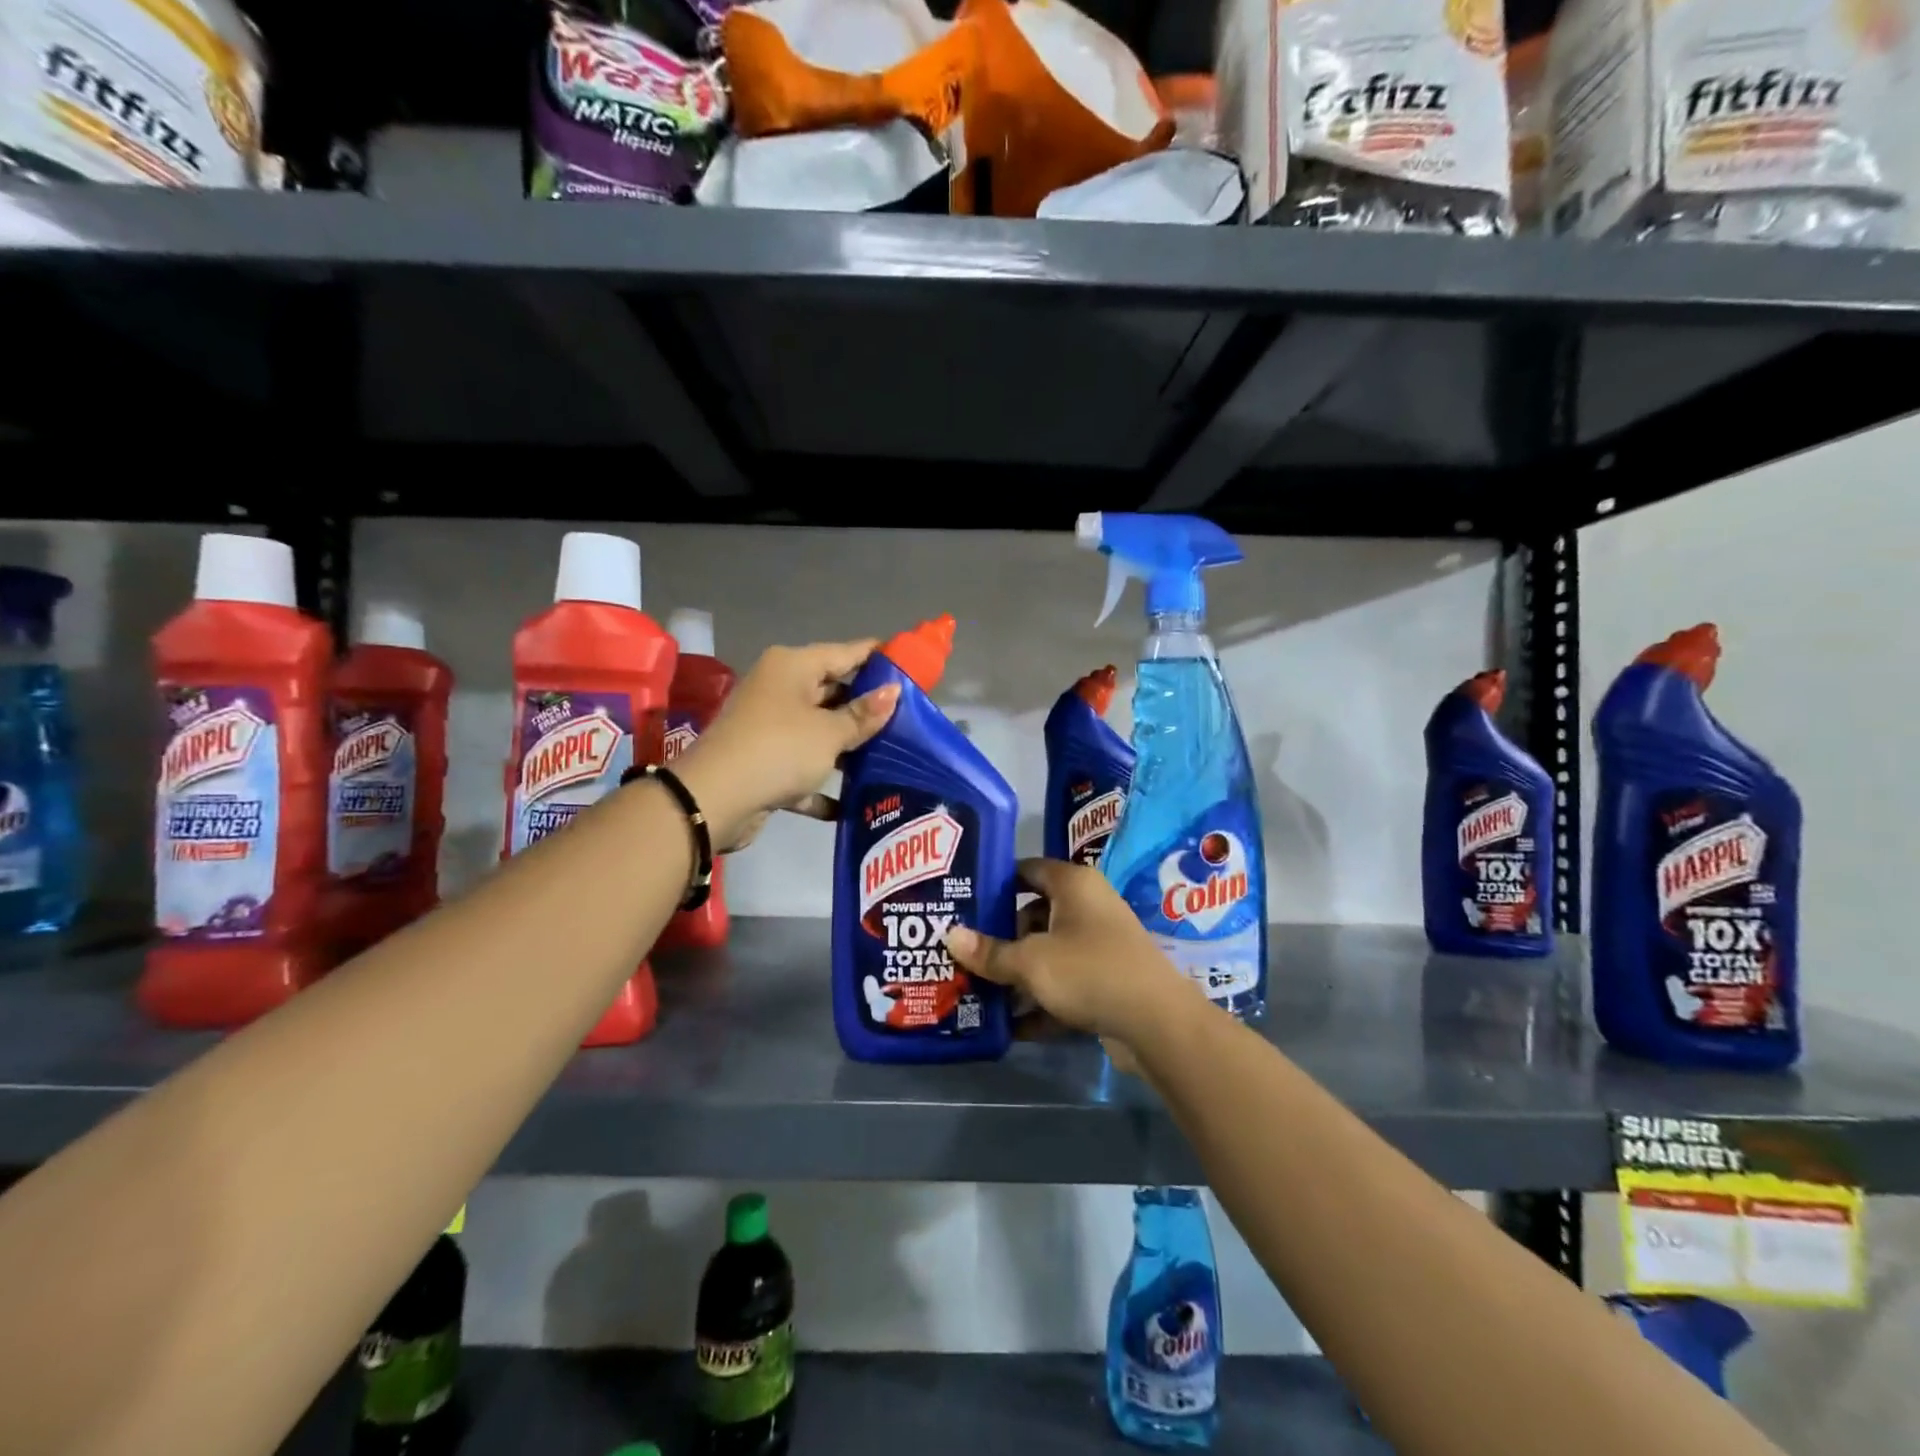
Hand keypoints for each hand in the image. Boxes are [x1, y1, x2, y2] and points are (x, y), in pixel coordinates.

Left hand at [672, 640, 898, 851]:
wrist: (713, 800)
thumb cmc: (779, 750)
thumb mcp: (829, 733)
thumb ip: (864, 715)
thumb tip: (894, 691)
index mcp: (792, 667)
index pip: (845, 653)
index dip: (879, 657)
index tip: (912, 664)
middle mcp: (779, 689)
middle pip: (832, 691)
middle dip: (867, 707)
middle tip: (910, 718)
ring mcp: (769, 726)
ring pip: (819, 731)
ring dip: (848, 747)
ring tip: (892, 756)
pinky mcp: (763, 762)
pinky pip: (802, 767)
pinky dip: (822, 782)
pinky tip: (852, 801)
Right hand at [944, 858, 1201, 1051]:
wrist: (1157, 1023)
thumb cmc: (1089, 971)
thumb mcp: (1031, 962)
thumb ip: (990, 952)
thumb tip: (950, 936)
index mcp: (1073, 884)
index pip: (1026, 869)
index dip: (994, 882)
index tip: (962, 899)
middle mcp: (1087, 907)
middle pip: (1033, 915)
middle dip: (999, 937)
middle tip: (961, 951)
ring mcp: (1099, 945)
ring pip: (1047, 953)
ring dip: (1016, 974)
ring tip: (975, 990)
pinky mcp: (1106, 981)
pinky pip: (1063, 984)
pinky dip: (1040, 1001)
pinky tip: (1009, 1027)